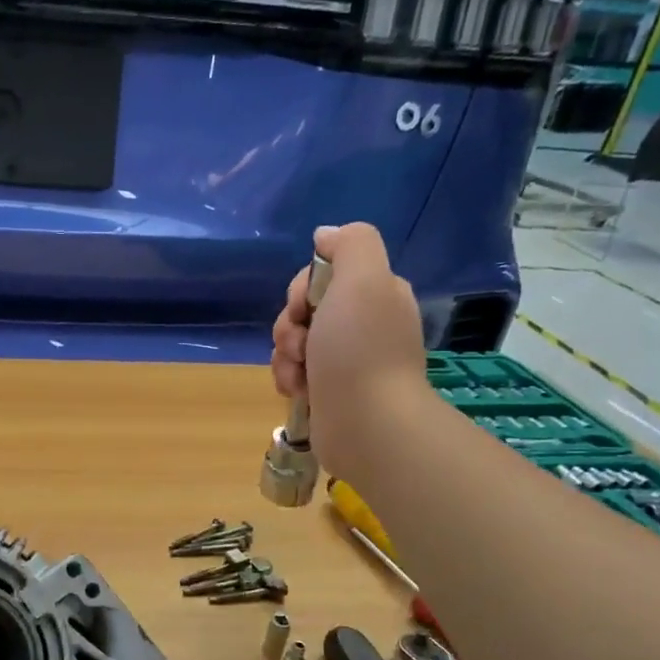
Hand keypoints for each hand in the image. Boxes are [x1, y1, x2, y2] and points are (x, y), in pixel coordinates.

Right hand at [270, 222, 428, 479]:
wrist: (367, 424)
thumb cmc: (361, 349)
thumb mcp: (363, 279)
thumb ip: (350, 244)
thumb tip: (325, 235)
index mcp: (375, 293)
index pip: (322, 275)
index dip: (303, 289)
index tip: (305, 307)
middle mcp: (363, 323)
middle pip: (303, 308)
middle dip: (289, 325)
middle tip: (301, 345)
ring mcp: (345, 359)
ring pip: (293, 341)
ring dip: (284, 356)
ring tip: (299, 376)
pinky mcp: (329, 390)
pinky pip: (294, 372)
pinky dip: (288, 379)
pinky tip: (297, 392)